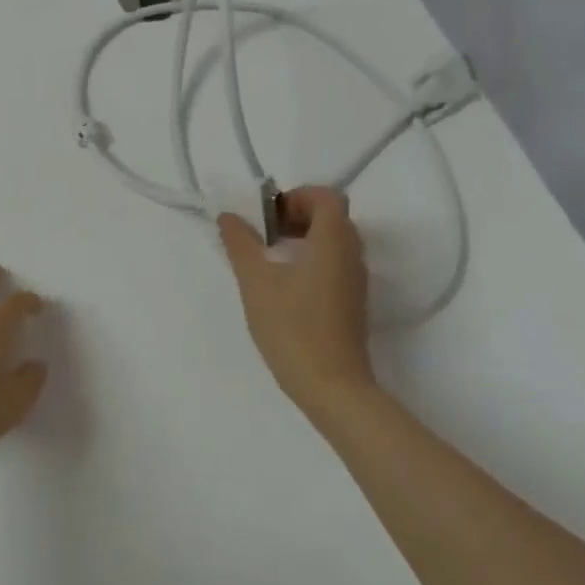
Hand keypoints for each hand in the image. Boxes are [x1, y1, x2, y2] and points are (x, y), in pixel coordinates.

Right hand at [218, 187, 372, 415]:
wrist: (332, 387)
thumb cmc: (292, 327)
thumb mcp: (256, 282)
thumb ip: (241, 243)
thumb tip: (229, 216)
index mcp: (333, 241)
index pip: (327, 197)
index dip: (298, 196)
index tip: (269, 216)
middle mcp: (352, 255)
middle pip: (332, 217)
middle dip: (297, 216)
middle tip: (265, 234)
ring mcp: (356, 281)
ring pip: (334, 242)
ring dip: (304, 239)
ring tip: (270, 260)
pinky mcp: (353, 303)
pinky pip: (335, 265)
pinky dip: (312, 261)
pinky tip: (284, 286)